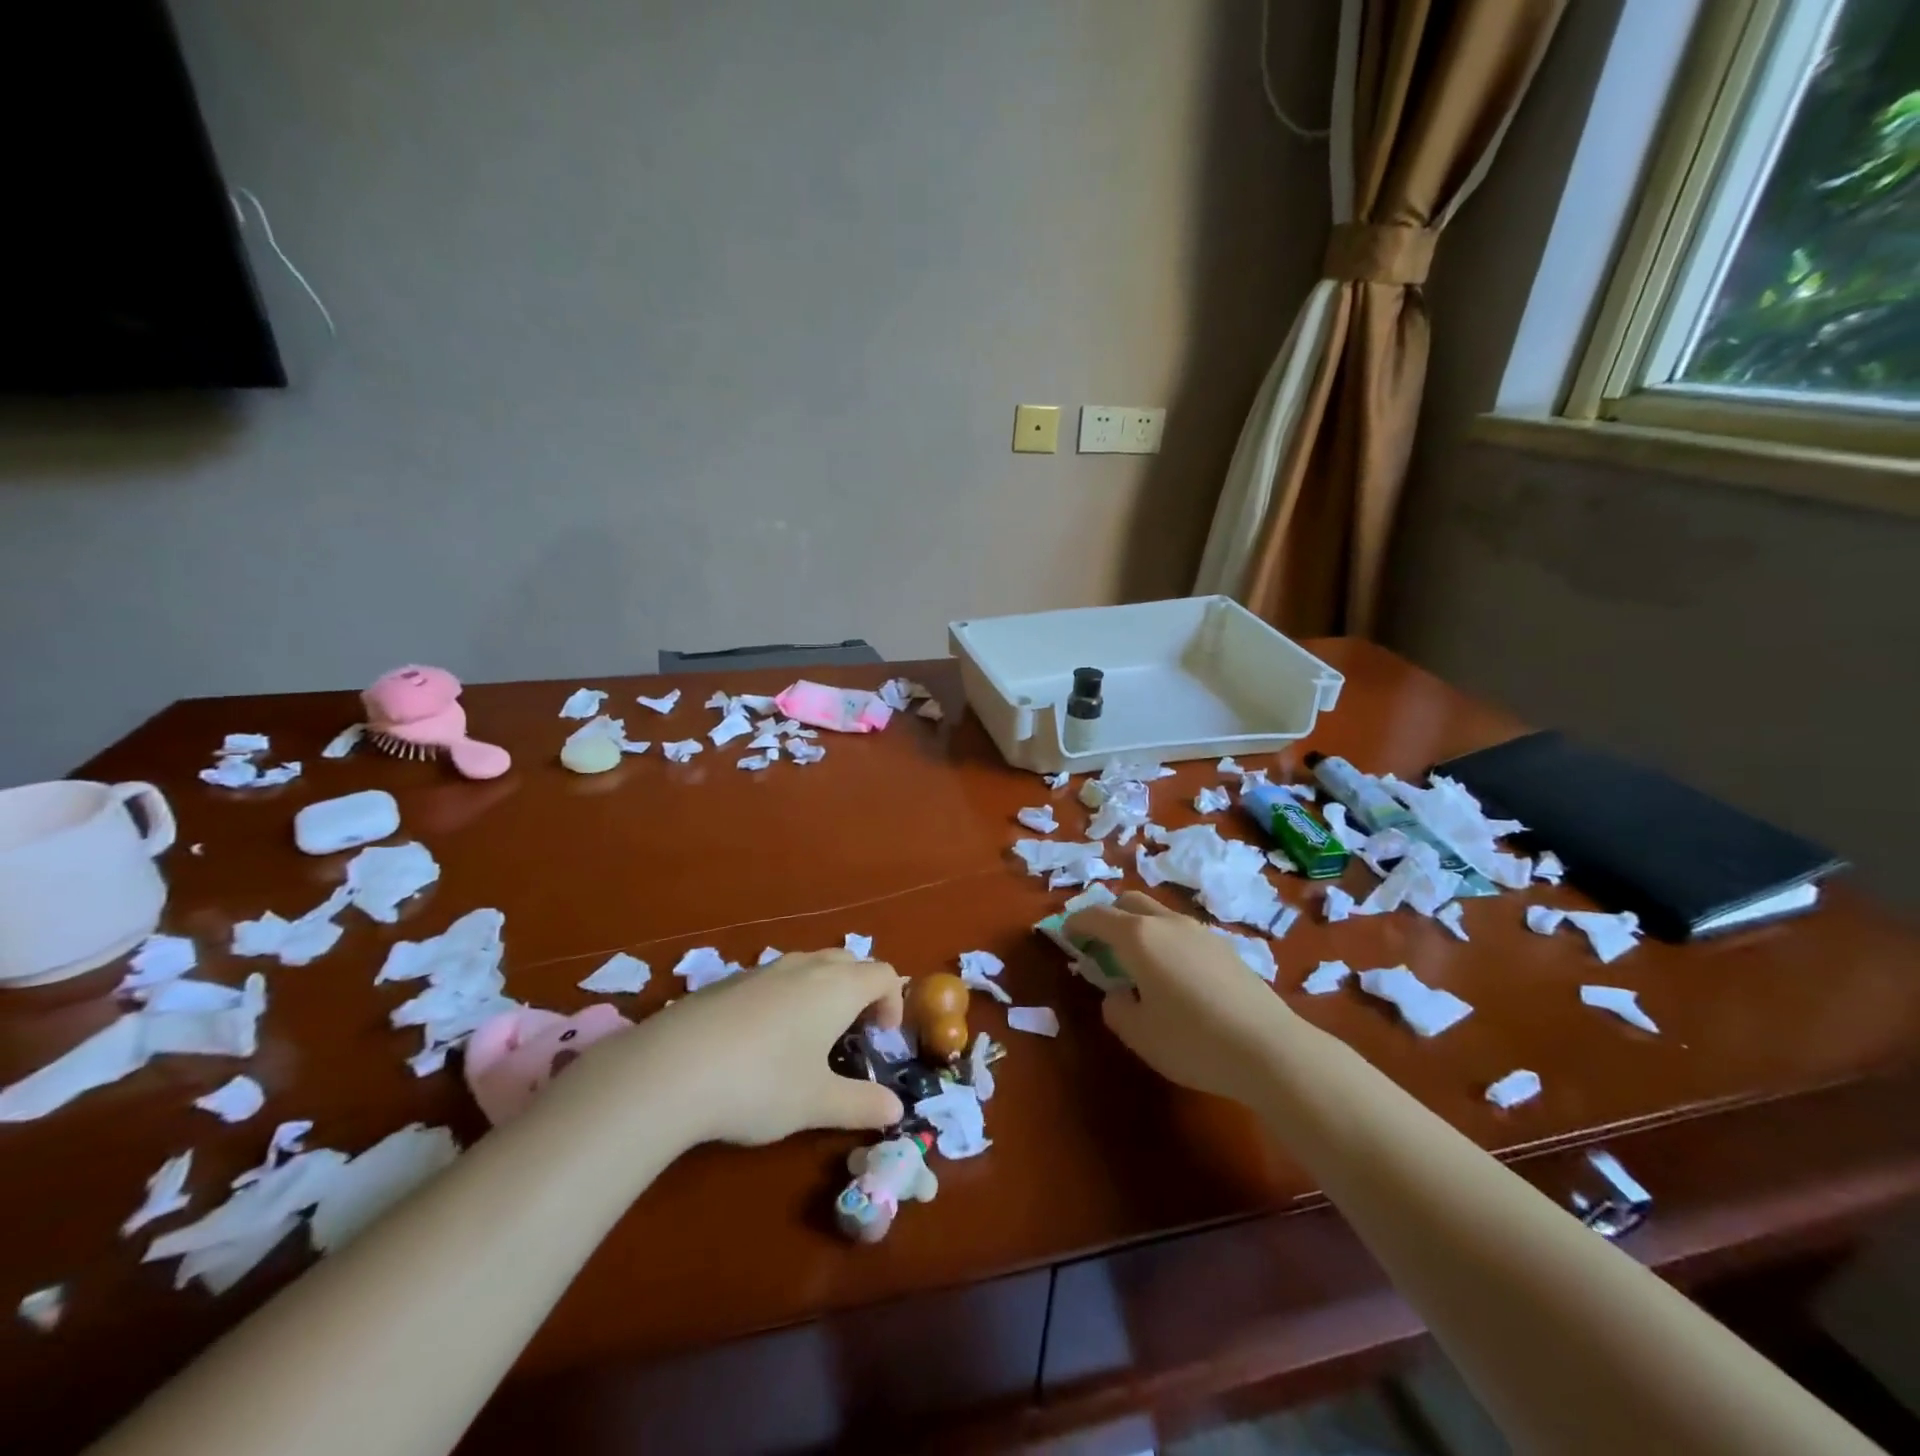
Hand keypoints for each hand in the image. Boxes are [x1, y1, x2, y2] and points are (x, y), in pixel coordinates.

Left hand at [602, 949, 906, 1145]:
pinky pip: (774, 977)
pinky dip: (786, 996)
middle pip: (849, 960)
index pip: (883, 974)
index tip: (883, 1038)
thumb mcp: (817, 1103)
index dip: (893, 1001)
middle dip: (860, 990)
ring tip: (809, 1036)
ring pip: (809, 965)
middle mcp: (805, 967)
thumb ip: (861, 1104)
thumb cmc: (761, 1083)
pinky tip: (760, 1040)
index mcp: (837, 987)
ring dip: (823, 990)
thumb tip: (896, 1110)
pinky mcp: (728, 981)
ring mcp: (764, 969)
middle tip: (853, 1032)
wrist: (671, 1068)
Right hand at [1065, 892, 1296, 1106]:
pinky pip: (1182, 933)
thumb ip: (1117, 1008)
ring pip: (1159, 915)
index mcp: (1138, 937)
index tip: (1066, 934)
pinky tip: (1174, 976)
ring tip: (1137, 963)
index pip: (1097, 916)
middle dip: (1108, 916)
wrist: (1271, 1050)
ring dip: (1140, 928)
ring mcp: (1201, 932)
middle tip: (1099, 944)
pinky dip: (1165, 942)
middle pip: (1130, 902)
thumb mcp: (1138, 1034)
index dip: (1076, 922)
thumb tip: (1120, 993)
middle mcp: (1168, 923)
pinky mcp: (1225, 948)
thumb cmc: (1193, 1041)